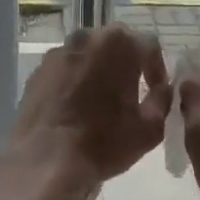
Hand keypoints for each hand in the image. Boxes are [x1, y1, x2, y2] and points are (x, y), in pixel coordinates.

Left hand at [8, 26, 169, 193]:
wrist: (45, 161)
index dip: (157, 68)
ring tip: (102, 98)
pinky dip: (75, 80)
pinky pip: (65, 69)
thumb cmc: (105, 142)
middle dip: (127, 63)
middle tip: (131, 91)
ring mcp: (58, 53)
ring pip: (88, 54)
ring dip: (99, 69)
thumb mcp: (151, 127)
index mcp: (120, 44)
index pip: (149, 45)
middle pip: (116, 43)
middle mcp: (87, 38)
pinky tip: (76, 106)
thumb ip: (163, 99)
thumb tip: (162, 89)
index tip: (156, 90)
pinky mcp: (37, 71)